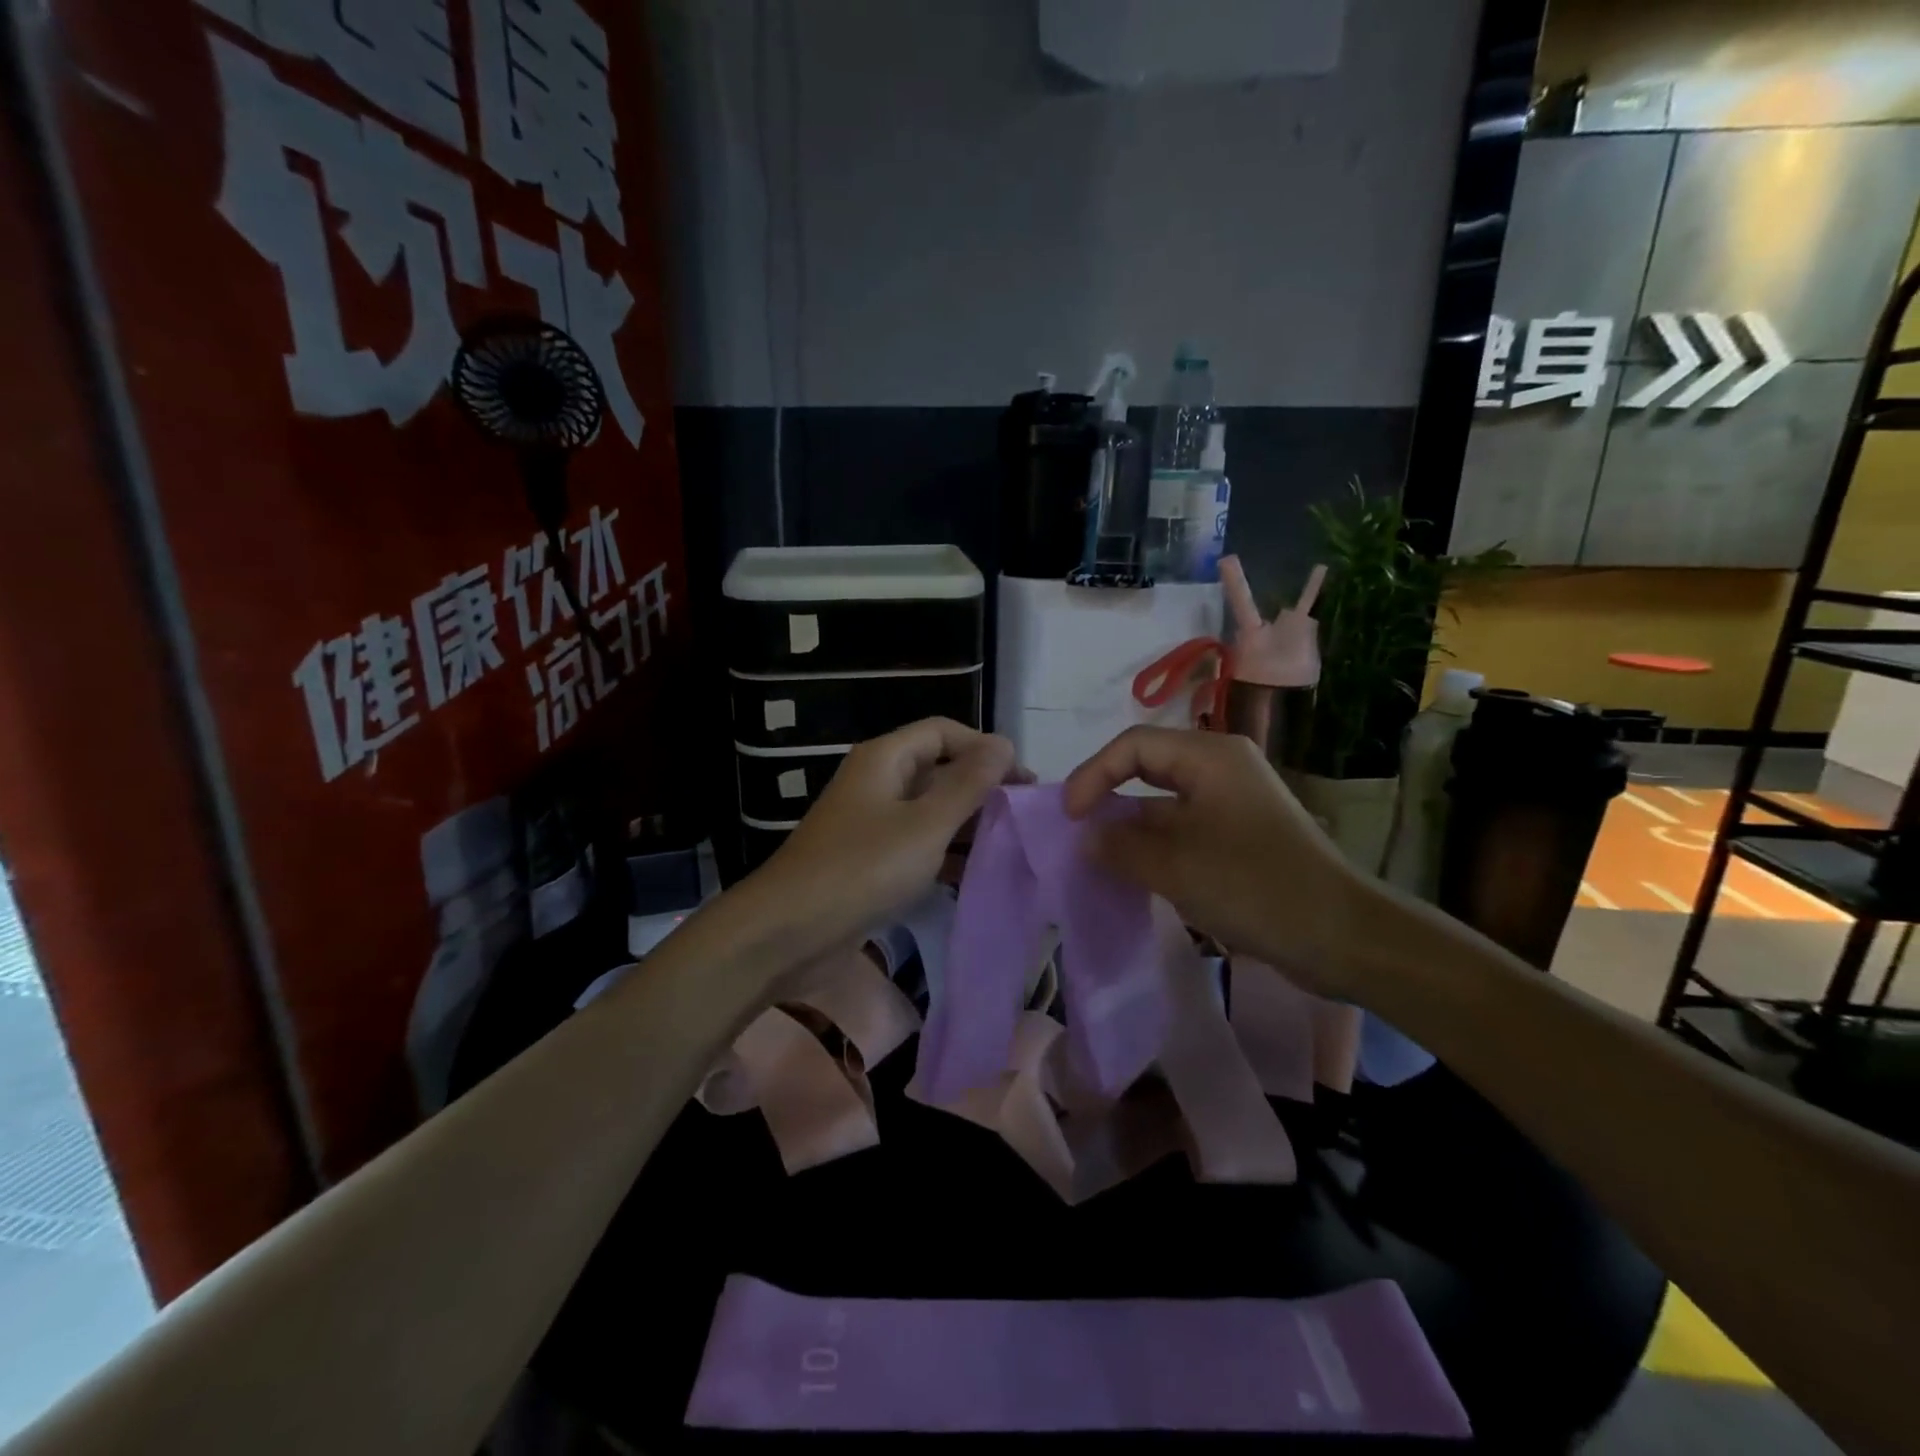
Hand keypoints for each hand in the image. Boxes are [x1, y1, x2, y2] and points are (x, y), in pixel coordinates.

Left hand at [750, 718, 1020, 960]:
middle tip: (1023, 816)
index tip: (1022, 780)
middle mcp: (878, 782)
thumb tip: (1003, 743)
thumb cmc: (863, 868)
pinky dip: (944, 853)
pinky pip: (916, 844)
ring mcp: (871, 823)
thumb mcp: (926, 824)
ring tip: (1010, 845)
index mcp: (886, 758)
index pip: (944, 731)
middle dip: (981, 788)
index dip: (984, 748)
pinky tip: (975, 874)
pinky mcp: (870, 860)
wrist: (789, 932)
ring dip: (966, 824)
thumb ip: (968, 784)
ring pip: (929, 810)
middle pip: (938, 769)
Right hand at [1062, 726, 1376, 996]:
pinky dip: (1156, 847)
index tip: (1070, 817)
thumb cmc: (1255, 887)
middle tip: (1078, 831)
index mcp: (1210, 757)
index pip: (1133, 745)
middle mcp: (1221, 769)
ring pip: (1165, 803)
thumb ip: (1121, 846)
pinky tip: (1136, 875)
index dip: (1093, 774)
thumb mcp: (1176, 867)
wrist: (1342, 937)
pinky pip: (1184, 829)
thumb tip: (1087, 837)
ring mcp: (1233, 804)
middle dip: (1109, 796)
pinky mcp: (1240, 837)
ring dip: (1131, 828)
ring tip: (1099, 859)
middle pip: (1148, 767)